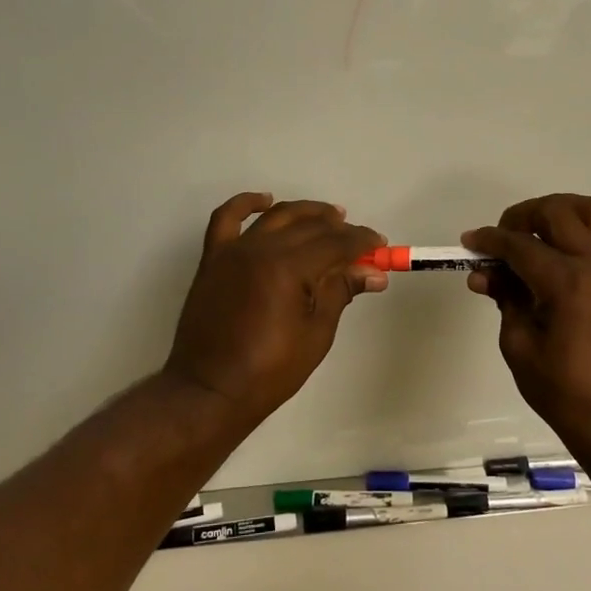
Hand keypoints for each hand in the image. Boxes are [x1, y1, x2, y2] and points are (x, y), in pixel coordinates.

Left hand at [163, 192, 386, 420]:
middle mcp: (261, 249)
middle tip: (361, 241)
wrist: (210, 390)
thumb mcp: (316, 334)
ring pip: (276, 217)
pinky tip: (265, 200)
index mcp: (288, 268)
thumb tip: (373, 273)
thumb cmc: (269, 370)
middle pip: (309, 227)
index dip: (362, 243)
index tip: (381, 247)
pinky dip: (246, 203)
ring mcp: (234, 251)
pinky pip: (226, 218)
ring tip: (330, 216)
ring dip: (306, 211)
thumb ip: (340, 292)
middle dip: (340, 230)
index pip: (335, 244)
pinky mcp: (213, 258)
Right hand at [462, 195, 590, 450]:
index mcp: (567, 283)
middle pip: (558, 213)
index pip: (519, 245)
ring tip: (546, 229)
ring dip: (567, 210)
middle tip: (504, 237)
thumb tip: (485, 274)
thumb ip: (506, 300)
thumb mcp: (520, 348)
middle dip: (523, 216)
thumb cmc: (567, 394)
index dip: (490, 240)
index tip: (471, 242)